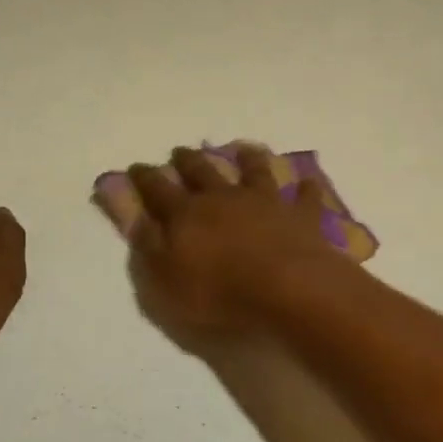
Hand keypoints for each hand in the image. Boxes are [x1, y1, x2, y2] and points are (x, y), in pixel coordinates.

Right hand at [127, 145, 350, 342]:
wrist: (286, 290)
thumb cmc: (218, 293)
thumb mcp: (165, 279)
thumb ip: (149, 247)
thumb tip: (137, 219)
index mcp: (186, 214)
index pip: (157, 190)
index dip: (144, 178)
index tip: (136, 168)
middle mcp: (223, 198)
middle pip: (202, 172)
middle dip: (188, 161)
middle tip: (180, 151)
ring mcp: (265, 202)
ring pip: (254, 172)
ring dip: (248, 158)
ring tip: (243, 149)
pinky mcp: (300, 216)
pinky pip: (304, 197)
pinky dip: (305, 189)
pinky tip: (307, 181)